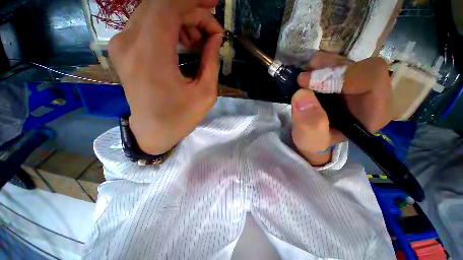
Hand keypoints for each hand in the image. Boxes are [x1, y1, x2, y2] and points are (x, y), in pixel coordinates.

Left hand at [108, 0, 222, 154]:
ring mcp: (122, 44)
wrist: (153, 131)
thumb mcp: (205, 93)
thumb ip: (211, 61)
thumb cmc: (180, 117)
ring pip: (153, 11)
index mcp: (152, 55)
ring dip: (181, 19)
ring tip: (199, 40)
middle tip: (211, 28)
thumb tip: (215, 38)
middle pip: (161, 4)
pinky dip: (168, 25)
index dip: (194, 1)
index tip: (214, 7)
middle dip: (191, 10)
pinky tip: (183, 42)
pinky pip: (147, 23)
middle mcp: (129, 42)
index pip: (169, 6)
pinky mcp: (123, 49)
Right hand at [291, 51, 391, 165]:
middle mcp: (372, 95)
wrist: (311, 138)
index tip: (306, 83)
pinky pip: (337, 63)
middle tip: (302, 77)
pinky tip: (307, 75)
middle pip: (360, 65)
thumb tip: (301, 94)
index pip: (372, 78)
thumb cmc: (314, 143)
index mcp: (373, 112)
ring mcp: (358, 85)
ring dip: (322, 65)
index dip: (339, 75)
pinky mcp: (344, 81)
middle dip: (329, 68)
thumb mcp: (310, 140)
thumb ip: (309, 124)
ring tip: (303, 76)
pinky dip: (320, 65)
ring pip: (348, 61)